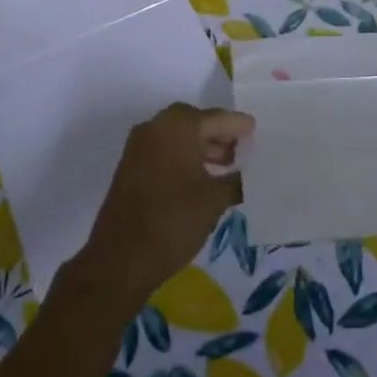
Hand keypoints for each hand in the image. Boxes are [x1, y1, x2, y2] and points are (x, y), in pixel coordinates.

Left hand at [77, 103, 253, 305]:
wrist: (121, 258)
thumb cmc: (173, 220)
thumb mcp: (213, 200)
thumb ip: (236, 180)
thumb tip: (250, 174)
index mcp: (178, 126)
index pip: (216, 118)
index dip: (237, 125)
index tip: (255, 129)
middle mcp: (155, 127)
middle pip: (194, 122)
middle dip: (218, 134)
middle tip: (240, 149)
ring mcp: (138, 146)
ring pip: (177, 136)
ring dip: (200, 146)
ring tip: (225, 165)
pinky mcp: (130, 166)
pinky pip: (163, 150)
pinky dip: (182, 157)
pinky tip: (200, 178)